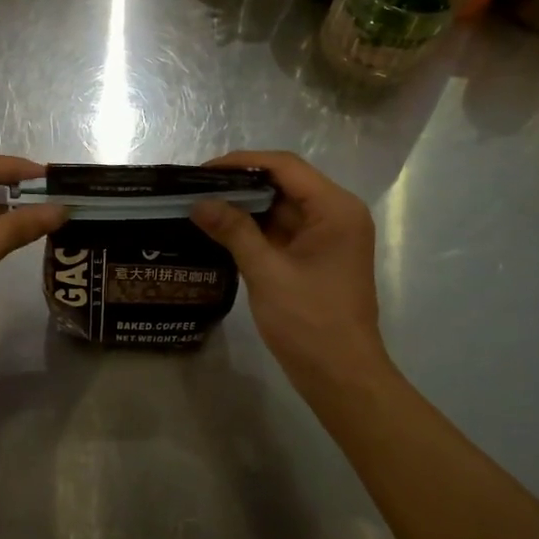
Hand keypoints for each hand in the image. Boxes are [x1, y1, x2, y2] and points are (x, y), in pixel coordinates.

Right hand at [190, 151, 390, 394]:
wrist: (341, 376)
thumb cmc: (310, 322)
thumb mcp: (267, 272)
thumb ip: (234, 231)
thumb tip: (198, 203)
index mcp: (335, 209)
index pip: (285, 167)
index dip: (243, 162)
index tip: (203, 169)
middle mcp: (336, 214)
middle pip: (284, 183)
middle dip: (240, 184)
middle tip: (196, 187)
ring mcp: (327, 237)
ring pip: (281, 207)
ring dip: (245, 206)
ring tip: (202, 204)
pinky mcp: (316, 256)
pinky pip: (283, 230)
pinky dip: (254, 228)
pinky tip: (221, 229)